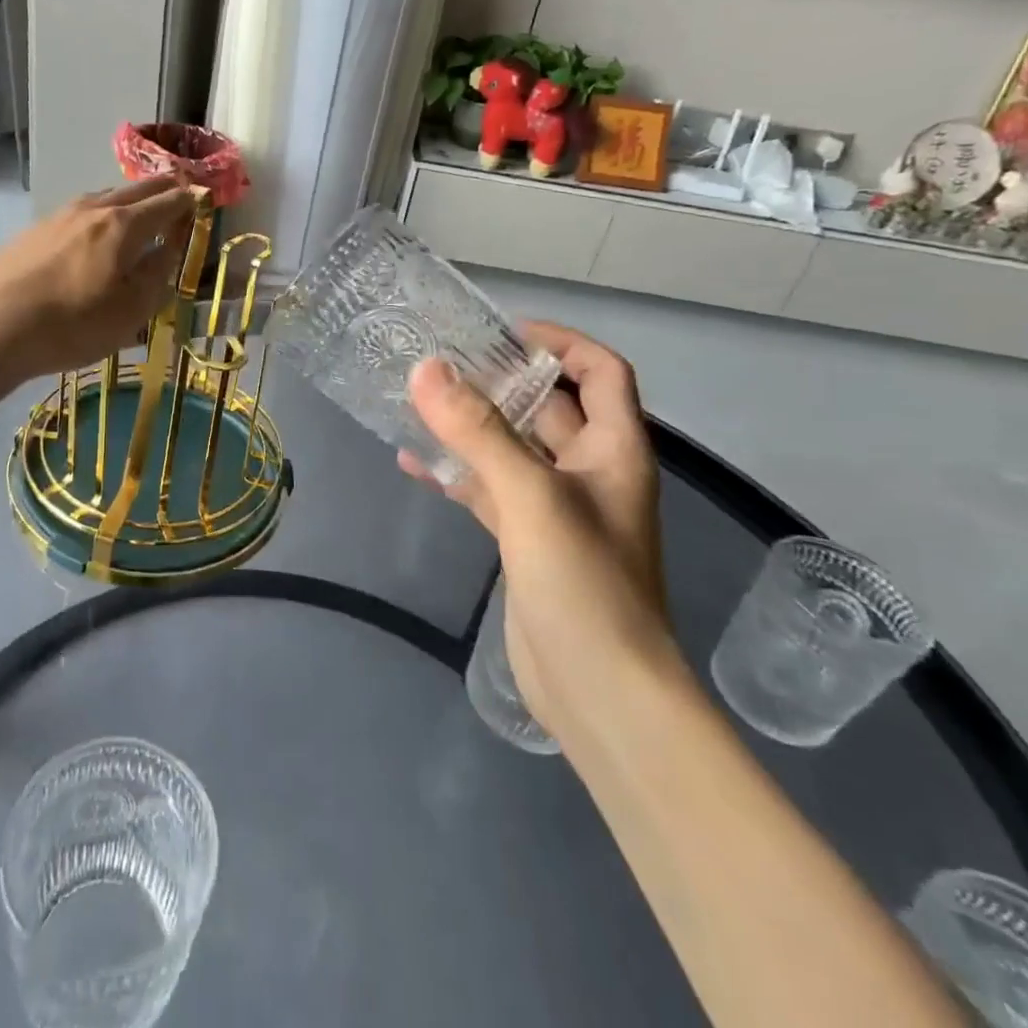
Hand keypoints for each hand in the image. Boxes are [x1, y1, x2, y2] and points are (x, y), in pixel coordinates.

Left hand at [0, 176, 198, 379]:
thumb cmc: (73, 325)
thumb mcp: (131, 312)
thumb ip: (157, 275)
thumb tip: (171, 248)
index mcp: (124, 225)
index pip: (168, 201)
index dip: (190, 200)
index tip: (204, 200)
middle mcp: (94, 209)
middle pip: (137, 189)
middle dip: (164, 189)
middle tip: (180, 193)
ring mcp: (59, 215)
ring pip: (105, 197)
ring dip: (129, 200)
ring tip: (139, 211)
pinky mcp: (35, 230)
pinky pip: (80, 212)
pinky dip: (100, 214)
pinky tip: (93, 234)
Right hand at [401, 323, 668, 732]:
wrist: (602, 694)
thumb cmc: (584, 584)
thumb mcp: (530, 497)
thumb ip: (478, 431)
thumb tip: (426, 368)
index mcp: (614, 450)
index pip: (600, 371)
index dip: (559, 342)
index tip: (501, 332)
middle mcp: (591, 471)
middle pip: (550, 406)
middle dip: (501, 380)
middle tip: (442, 361)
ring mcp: (557, 509)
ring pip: (513, 449)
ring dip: (473, 426)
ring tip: (418, 402)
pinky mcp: (528, 541)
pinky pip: (491, 490)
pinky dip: (458, 473)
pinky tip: (414, 464)